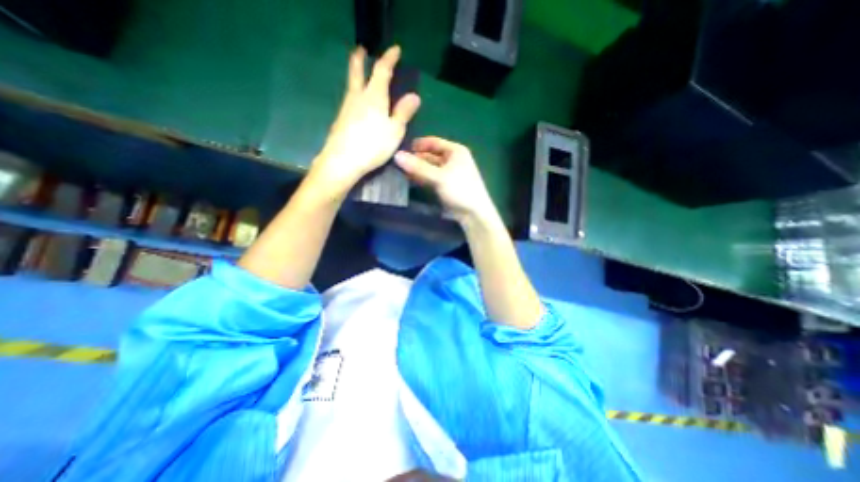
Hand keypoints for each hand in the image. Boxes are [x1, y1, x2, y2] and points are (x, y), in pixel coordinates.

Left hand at [314, 45, 421, 190]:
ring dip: (356, 76)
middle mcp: (357, 97)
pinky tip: (357, 103)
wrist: (343, 160)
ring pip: (351, 86)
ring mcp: (346, 108)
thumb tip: (414, 96)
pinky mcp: (340, 120)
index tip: (395, 49)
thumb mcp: (394, 130)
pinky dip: (354, 94)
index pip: (382, 70)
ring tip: (361, 76)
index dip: (389, 58)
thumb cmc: (373, 145)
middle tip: (362, 50)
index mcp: (374, 96)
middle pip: (357, 71)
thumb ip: (403, 113)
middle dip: (360, 59)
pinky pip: (349, 100)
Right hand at [391, 136, 496, 224]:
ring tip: (401, 171)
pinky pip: (432, 178)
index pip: (433, 142)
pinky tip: (411, 180)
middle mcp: (453, 159)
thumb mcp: (439, 177)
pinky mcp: (447, 185)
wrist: (474, 213)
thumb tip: (397, 156)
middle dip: (416, 158)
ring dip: (418, 169)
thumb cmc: (459, 189)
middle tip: (398, 162)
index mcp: (455, 151)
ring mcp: (450, 173)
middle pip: (431, 155)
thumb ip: (418, 167)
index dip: (418, 144)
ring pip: (430, 168)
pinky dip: (422, 178)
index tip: (402, 148)